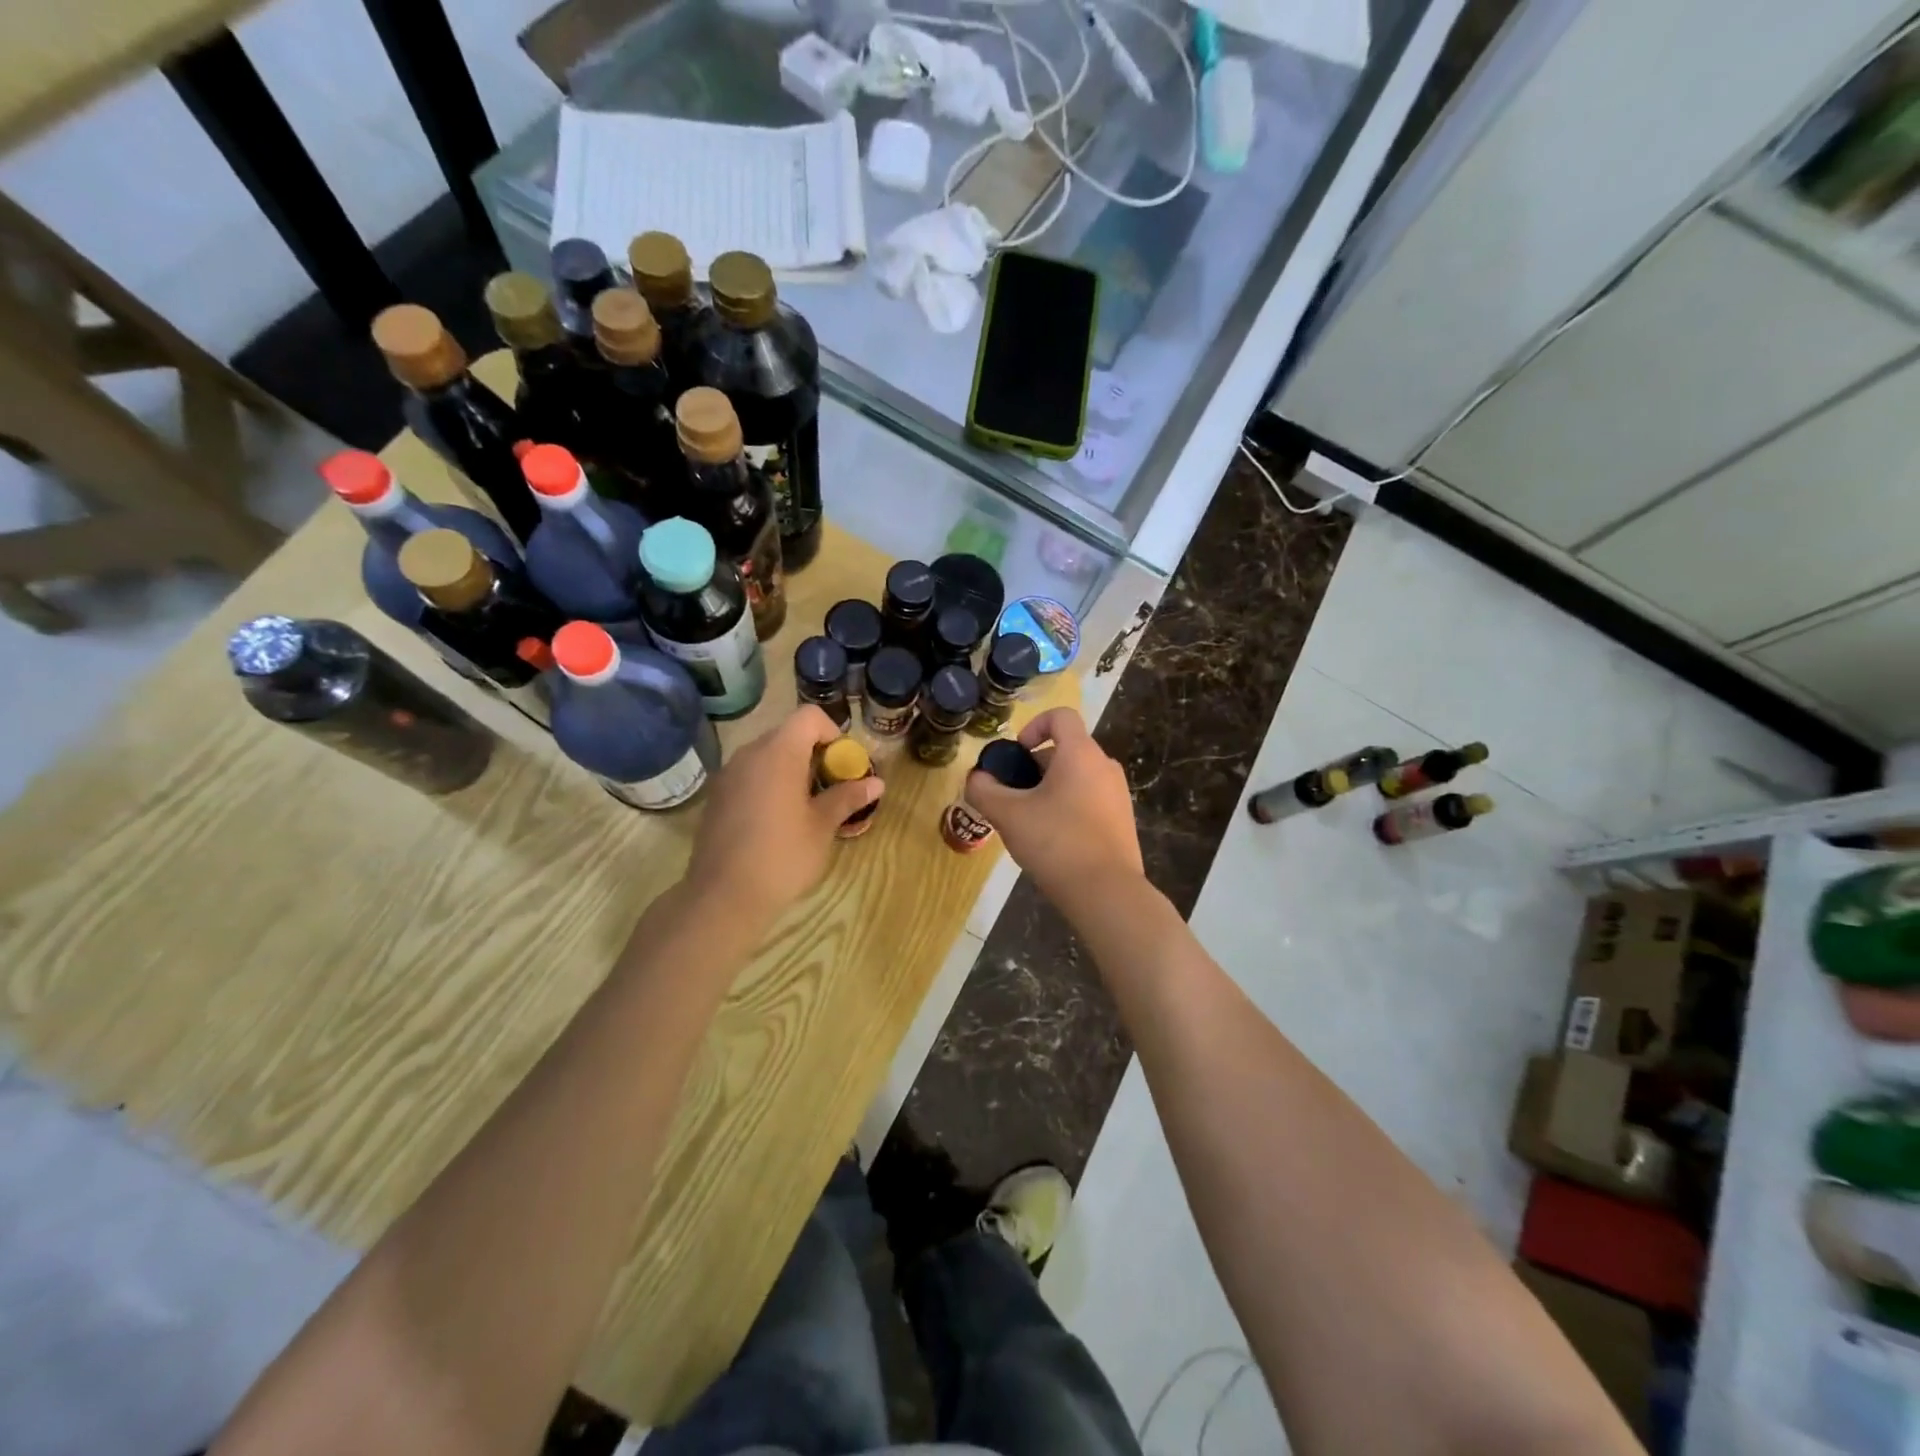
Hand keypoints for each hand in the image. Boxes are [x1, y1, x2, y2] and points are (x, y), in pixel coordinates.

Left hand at [685, 707, 882, 927]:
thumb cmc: (782, 857)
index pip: (809, 717)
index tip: (843, 765)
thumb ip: (847, 797)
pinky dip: (769, 784)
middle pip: (788, 734)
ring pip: (768, 755)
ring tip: (806, 806)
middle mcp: (750, 754)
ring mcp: (728, 775)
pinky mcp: (717, 796)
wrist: (723, 897)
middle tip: (831, 788)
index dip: (833, 733)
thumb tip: (876, 782)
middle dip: (815, 753)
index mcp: (778, 753)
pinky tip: (777, 821)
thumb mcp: (822, 827)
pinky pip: (750, 775)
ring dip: (792, 769)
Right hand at [964, 708, 1142, 908]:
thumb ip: (984, 791)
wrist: (1107, 892)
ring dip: (1049, 790)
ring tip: (1029, 823)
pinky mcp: (1122, 821)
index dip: (1033, 726)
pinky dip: (1068, 808)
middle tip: (1012, 798)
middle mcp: (1105, 766)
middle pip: (1066, 750)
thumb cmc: (1056, 843)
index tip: (1016, 756)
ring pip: (1077, 778)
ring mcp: (1118, 795)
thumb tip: (977, 779)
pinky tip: (1053, 841)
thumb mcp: (1009, 815)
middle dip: (1034, 768)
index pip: (1061, 716)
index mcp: (1081, 754)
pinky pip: (1089, 800)